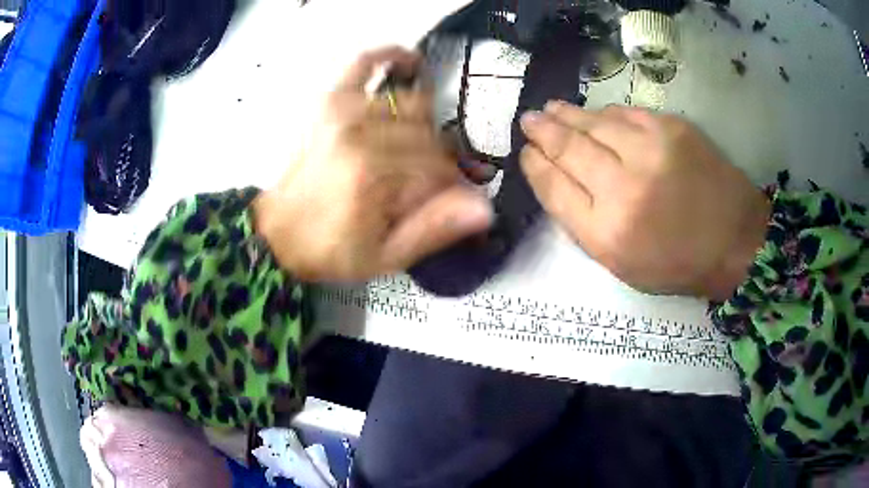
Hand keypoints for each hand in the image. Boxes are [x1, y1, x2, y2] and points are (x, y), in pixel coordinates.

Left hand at [254, 47, 492, 281]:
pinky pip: (364, 65)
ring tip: (419, 146)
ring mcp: (344, 110)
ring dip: (426, 124)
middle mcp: (361, 133)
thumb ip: (434, 229)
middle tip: (431, 180)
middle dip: (440, 158)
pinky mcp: (331, 102)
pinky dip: (390, 56)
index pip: (439, 166)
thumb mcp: (386, 256)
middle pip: (429, 133)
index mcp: (373, 175)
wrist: (279, 233)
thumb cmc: (332, 250)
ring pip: (411, 104)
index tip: (450, 200)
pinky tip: (410, 62)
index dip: (452, 185)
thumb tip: (485, 207)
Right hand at [519, 102, 769, 299]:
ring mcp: (650, 151)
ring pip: (594, 123)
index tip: (526, 153)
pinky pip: (626, 113)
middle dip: (543, 131)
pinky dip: (605, 113)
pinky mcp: (672, 129)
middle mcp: (623, 188)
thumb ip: (585, 224)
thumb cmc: (678, 263)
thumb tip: (558, 180)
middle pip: (569, 148)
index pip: (554, 187)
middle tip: (529, 119)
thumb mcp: (622, 265)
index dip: (535, 165)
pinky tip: (595, 113)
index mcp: (606, 232)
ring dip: (567, 114)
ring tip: (551, 108)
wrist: (735, 241)